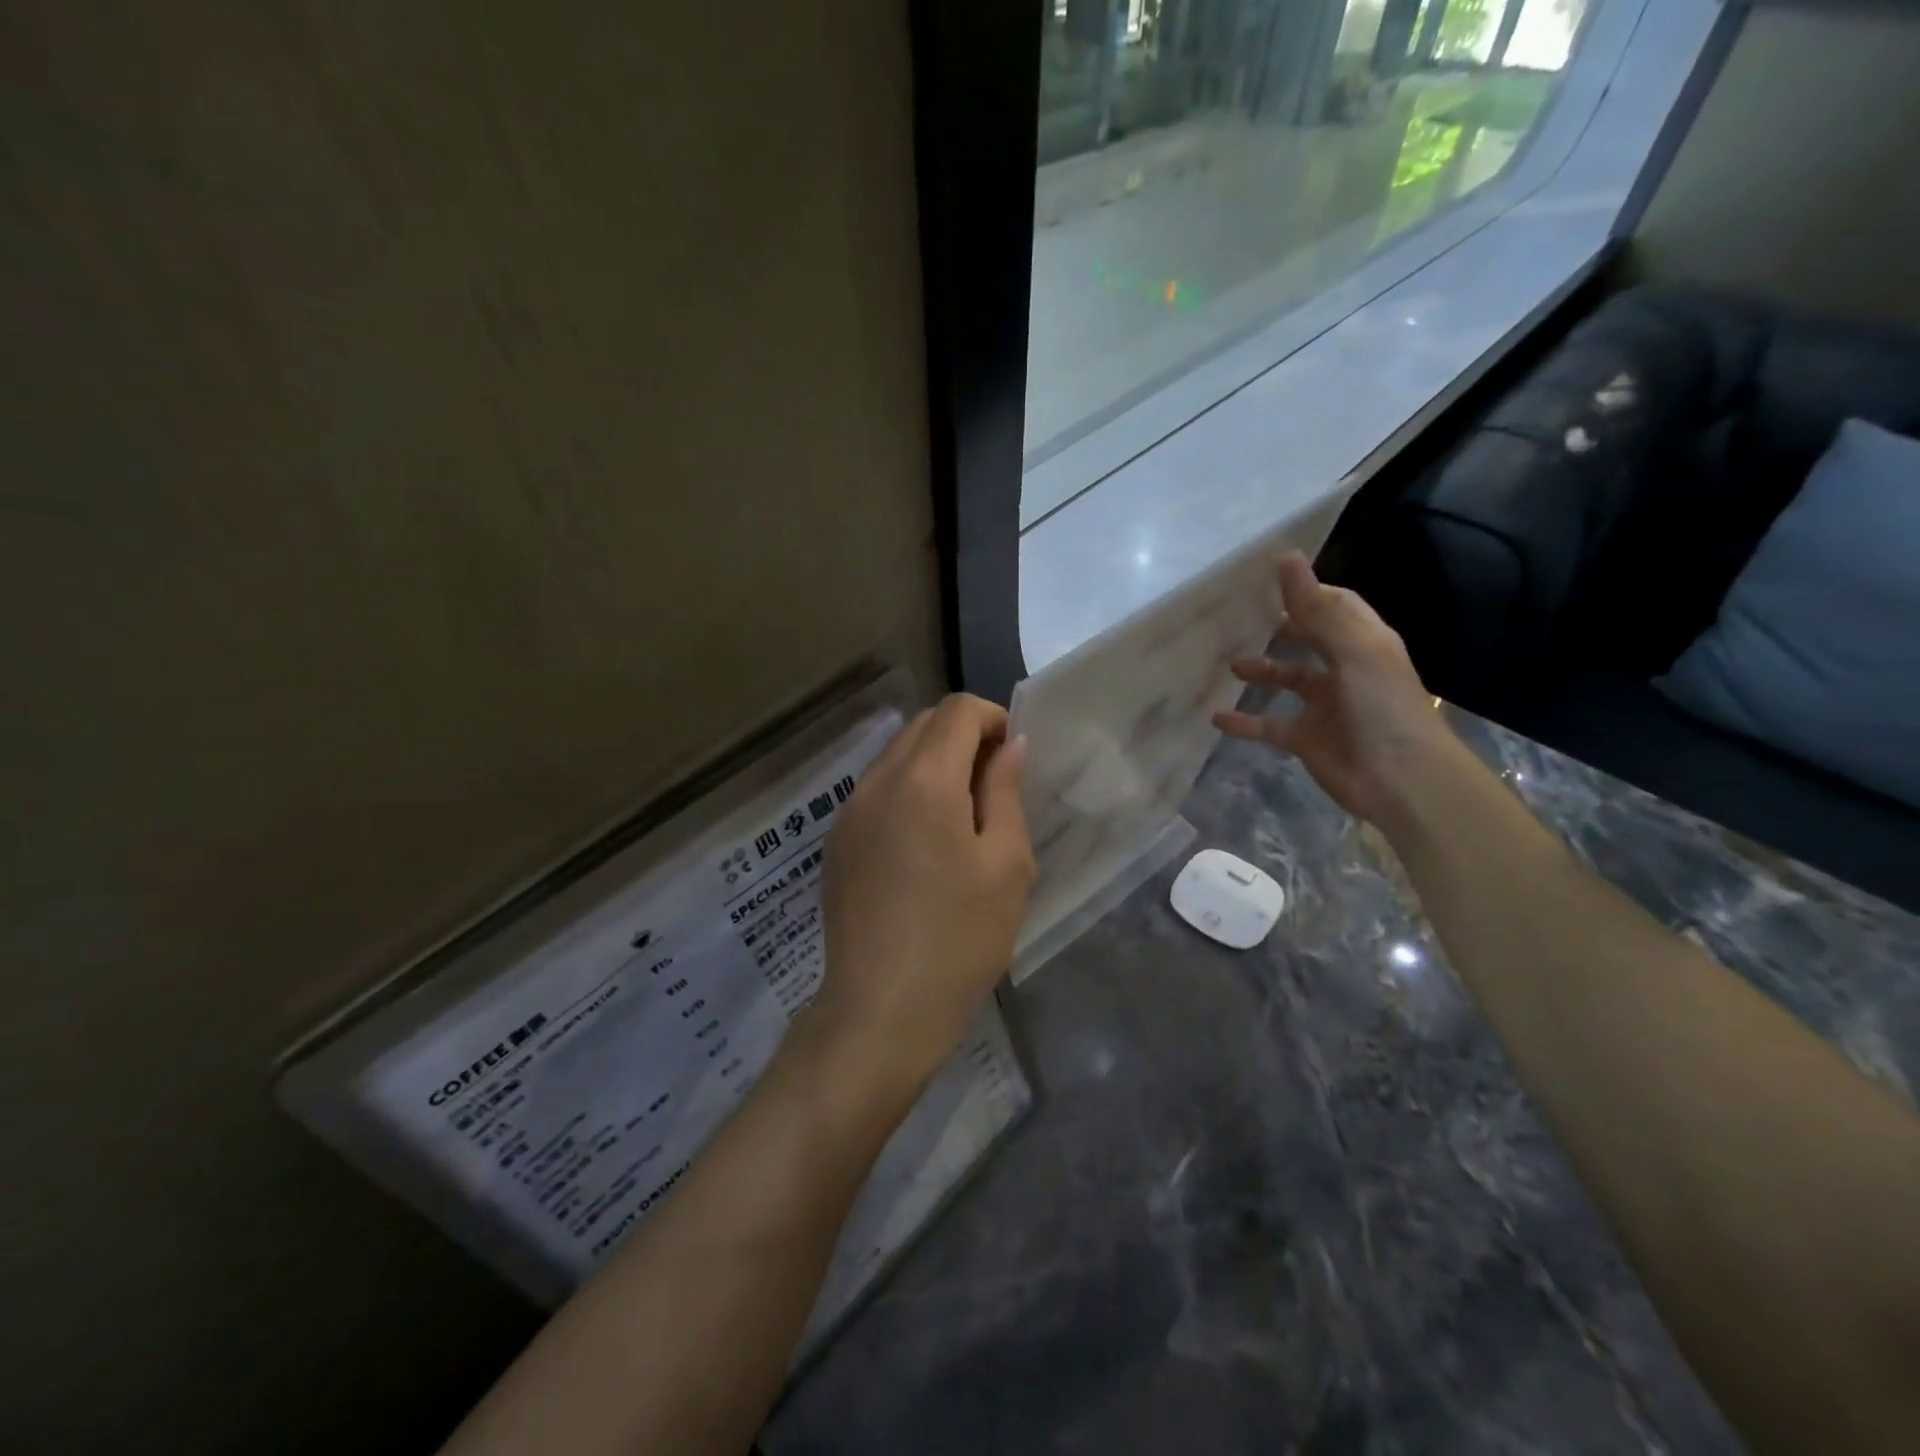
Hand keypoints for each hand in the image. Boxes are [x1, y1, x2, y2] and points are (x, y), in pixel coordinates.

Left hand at [805, 694, 1035, 1099]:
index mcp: (924, 780)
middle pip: (922, 726)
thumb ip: (1005, 793)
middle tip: (994, 787)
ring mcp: (849, 812)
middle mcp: (877, 782)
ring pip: (895, 756)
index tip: (1013, 757)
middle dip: (964, 737)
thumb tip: (1010, 746)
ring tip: (961, 818)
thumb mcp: (1006, 866)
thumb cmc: (959, 939)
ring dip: (933, 764)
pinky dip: (906, 792)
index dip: (993, 718)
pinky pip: (875, 792)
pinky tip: (923, 846)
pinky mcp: (836, 843)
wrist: (879, 1011)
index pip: (957, 711)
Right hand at [1213, 552, 1461, 826]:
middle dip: (1278, 626)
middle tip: (1237, 615)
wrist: (1401, 781)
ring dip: (1259, 671)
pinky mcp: (1307, 739)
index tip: (1265, 578)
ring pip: (1286, 680)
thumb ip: (1317, 608)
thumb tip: (1286, 557)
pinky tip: (1217, 717)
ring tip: (1228, 664)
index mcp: (1363, 643)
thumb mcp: (1352, 651)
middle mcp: (1345, 670)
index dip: (1305, 591)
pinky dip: (1244, 722)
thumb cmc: (1382, 707)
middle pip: (1308, 639)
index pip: (1334, 605)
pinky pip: (1269, 725)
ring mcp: (1325, 706)